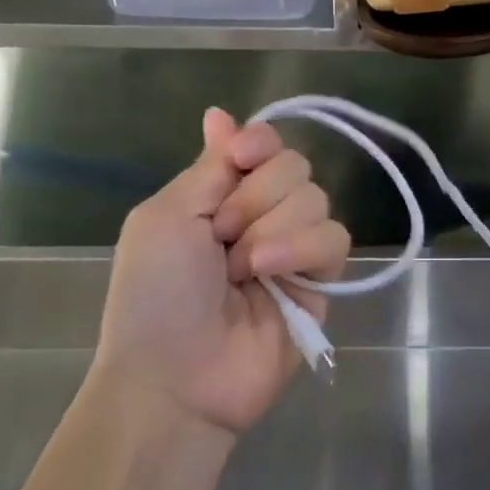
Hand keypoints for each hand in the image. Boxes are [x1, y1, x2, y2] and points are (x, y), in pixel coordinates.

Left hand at [96, 107, 349, 436]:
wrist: (174, 376)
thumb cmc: (154, 294)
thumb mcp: (165, 218)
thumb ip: (209, 166)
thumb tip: (220, 113)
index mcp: (221, 195)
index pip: (264, 144)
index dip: (259, 142)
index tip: (241, 156)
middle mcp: (262, 214)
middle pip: (294, 165)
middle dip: (256, 196)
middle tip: (221, 234)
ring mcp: (294, 248)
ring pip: (316, 198)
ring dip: (272, 227)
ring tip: (242, 268)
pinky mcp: (321, 281)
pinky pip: (334, 240)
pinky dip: (302, 249)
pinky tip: (269, 273)